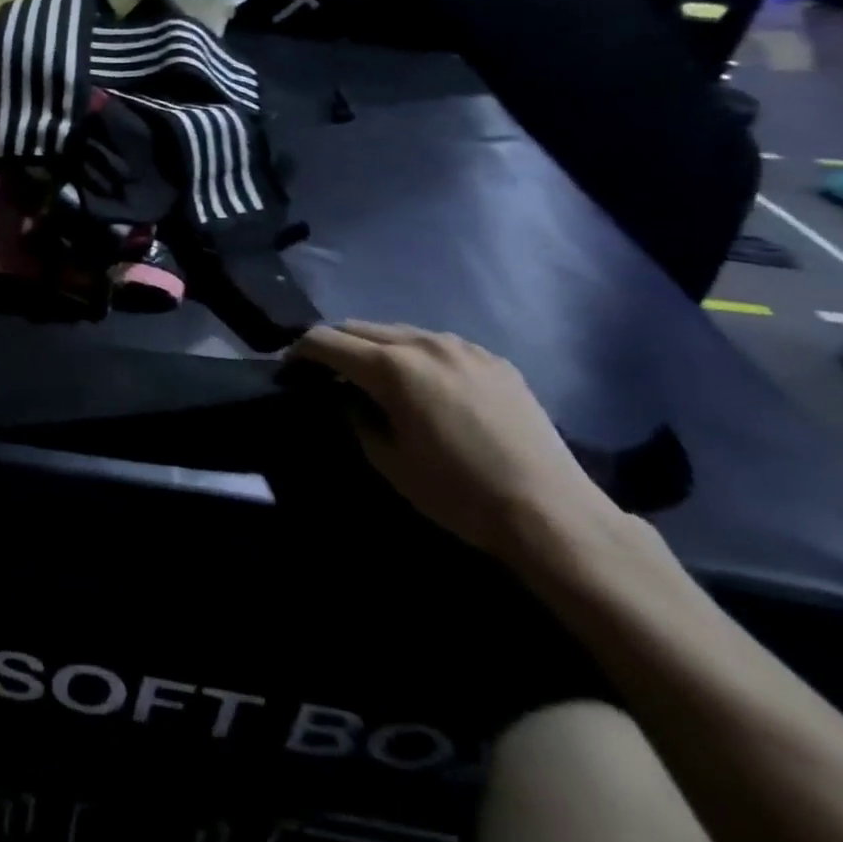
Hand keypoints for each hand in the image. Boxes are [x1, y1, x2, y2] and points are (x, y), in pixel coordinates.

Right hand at [288, 321, 616, 558]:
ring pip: (398, 331)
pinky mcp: (492, 359)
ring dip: (374, 347)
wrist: (552, 513)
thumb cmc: (458, 493)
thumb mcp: (389, 461)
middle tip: (324, 373)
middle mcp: (423, 343)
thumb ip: (355, 417)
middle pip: (358, 327)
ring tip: (373, 376)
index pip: (326, 341)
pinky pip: (437, 344)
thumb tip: (342, 396)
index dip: (299, 352)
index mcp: (392, 367)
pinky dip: (415, 354)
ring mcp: (462, 346)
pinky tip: (423, 383)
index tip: (289, 370)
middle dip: (334, 345)